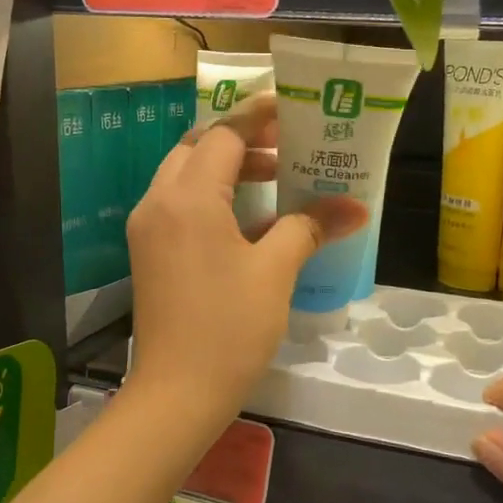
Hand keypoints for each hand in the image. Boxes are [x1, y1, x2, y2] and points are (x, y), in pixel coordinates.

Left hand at [126, 94, 365, 438]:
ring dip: (228, 168)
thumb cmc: (229, 329)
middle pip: (198, 147)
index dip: (258, 116)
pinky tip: (252, 218)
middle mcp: (158, 202)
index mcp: (187, 198)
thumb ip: (310, 227)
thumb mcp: (275, 272)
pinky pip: (181, 206)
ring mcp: (148, 228)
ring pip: (186, 176)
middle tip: (288, 143)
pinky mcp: (150, 253)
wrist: (176, 394)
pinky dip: (214, 197)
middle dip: (243, 139)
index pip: (222, 135)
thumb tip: (355, 207)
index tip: (292, 107)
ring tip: (278, 176)